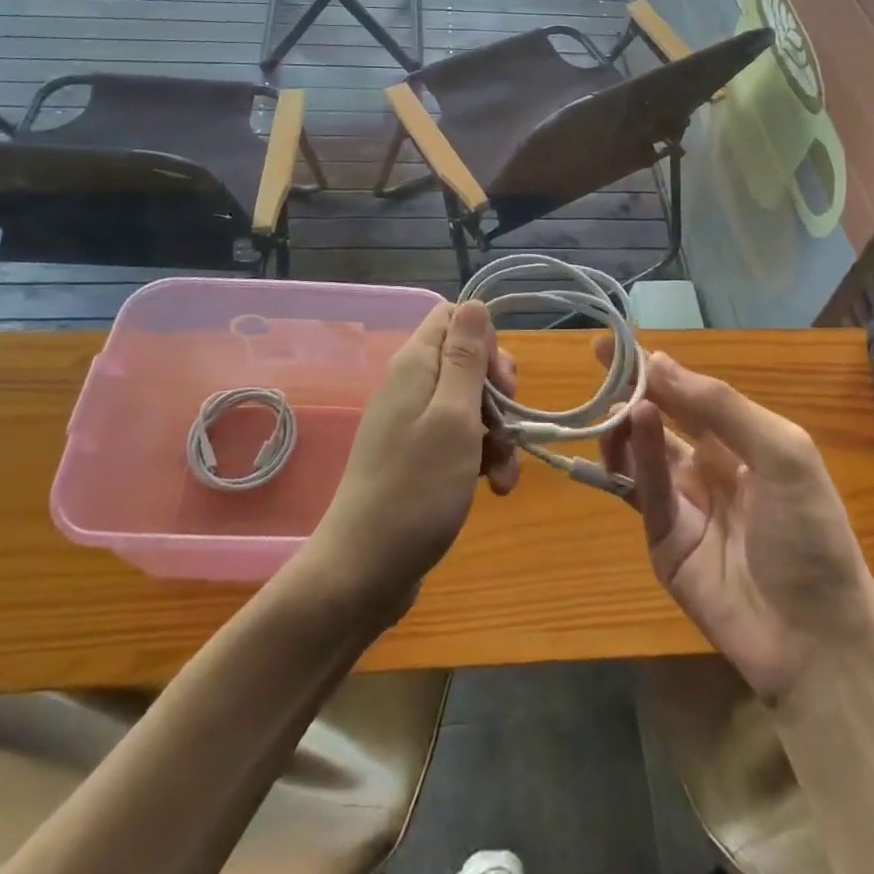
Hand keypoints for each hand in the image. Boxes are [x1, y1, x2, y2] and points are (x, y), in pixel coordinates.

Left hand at [305, 301, 518, 607]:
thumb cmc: (416, 489)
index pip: (453, 318)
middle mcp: (411, 387)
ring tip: (506, 474)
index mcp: (415, 366)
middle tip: (509, 422)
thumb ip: (466, 358)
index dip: (485, 341)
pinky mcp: (418, 460)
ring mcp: (413, 425)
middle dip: (498, 393)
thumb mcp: (453, 417)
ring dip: (498, 434)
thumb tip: (474, 302)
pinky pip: (459, 441)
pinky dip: (482, 459)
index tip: (502, 381)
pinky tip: (495, 490)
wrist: (364, 571)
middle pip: (467, 363)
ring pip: (470, 406)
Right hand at [600, 347, 873, 702]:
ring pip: (643, 453)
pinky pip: (645, 491)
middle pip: (661, 419)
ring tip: (619, 400)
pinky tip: (636, 424)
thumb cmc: (810, 534)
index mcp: (742, 445)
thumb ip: (721, 406)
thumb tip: (661, 362)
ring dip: (629, 422)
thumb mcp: (782, 453)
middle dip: (632, 388)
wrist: (817, 639)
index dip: (658, 369)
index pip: (691, 397)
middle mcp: (709, 469)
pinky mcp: (663, 542)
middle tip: (598, 360)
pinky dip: (637, 456)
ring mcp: (684, 506)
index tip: (619, 343)